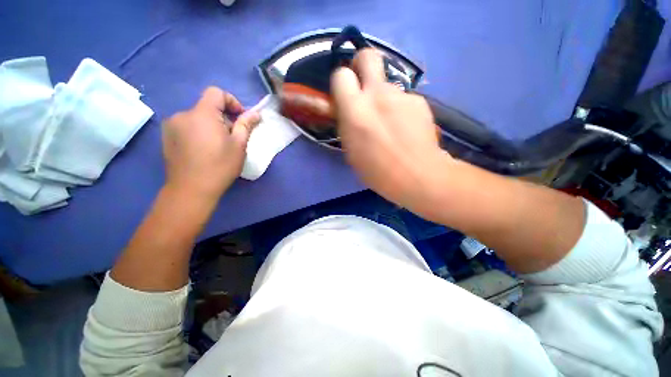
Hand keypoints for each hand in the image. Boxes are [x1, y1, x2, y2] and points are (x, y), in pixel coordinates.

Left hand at [162, 87, 259, 201]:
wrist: (191, 189)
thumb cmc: (220, 166)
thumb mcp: (239, 145)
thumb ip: (246, 125)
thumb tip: (255, 113)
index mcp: (202, 114)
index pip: (216, 93)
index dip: (231, 101)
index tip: (240, 118)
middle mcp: (183, 114)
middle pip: (206, 106)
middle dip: (223, 117)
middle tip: (232, 136)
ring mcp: (172, 126)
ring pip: (197, 117)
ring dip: (210, 125)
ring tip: (217, 145)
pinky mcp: (167, 137)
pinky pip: (186, 126)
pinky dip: (198, 131)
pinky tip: (203, 149)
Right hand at [331, 49, 451, 211]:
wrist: (419, 176)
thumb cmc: (378, 172)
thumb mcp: (351, 152)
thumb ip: (348, 125)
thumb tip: (349, 111)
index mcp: (355, 111)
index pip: (340, 75)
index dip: (341, 82)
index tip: (344, 94)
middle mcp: (378, 95)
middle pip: (368, 55)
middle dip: (362, 65)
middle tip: (363, 84)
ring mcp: (402, 95)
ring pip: (387, 84)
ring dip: (384, 98)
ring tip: (390, 123)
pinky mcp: (420, 101)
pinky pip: (404, 99)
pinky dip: (401, 109)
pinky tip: (406, 128)